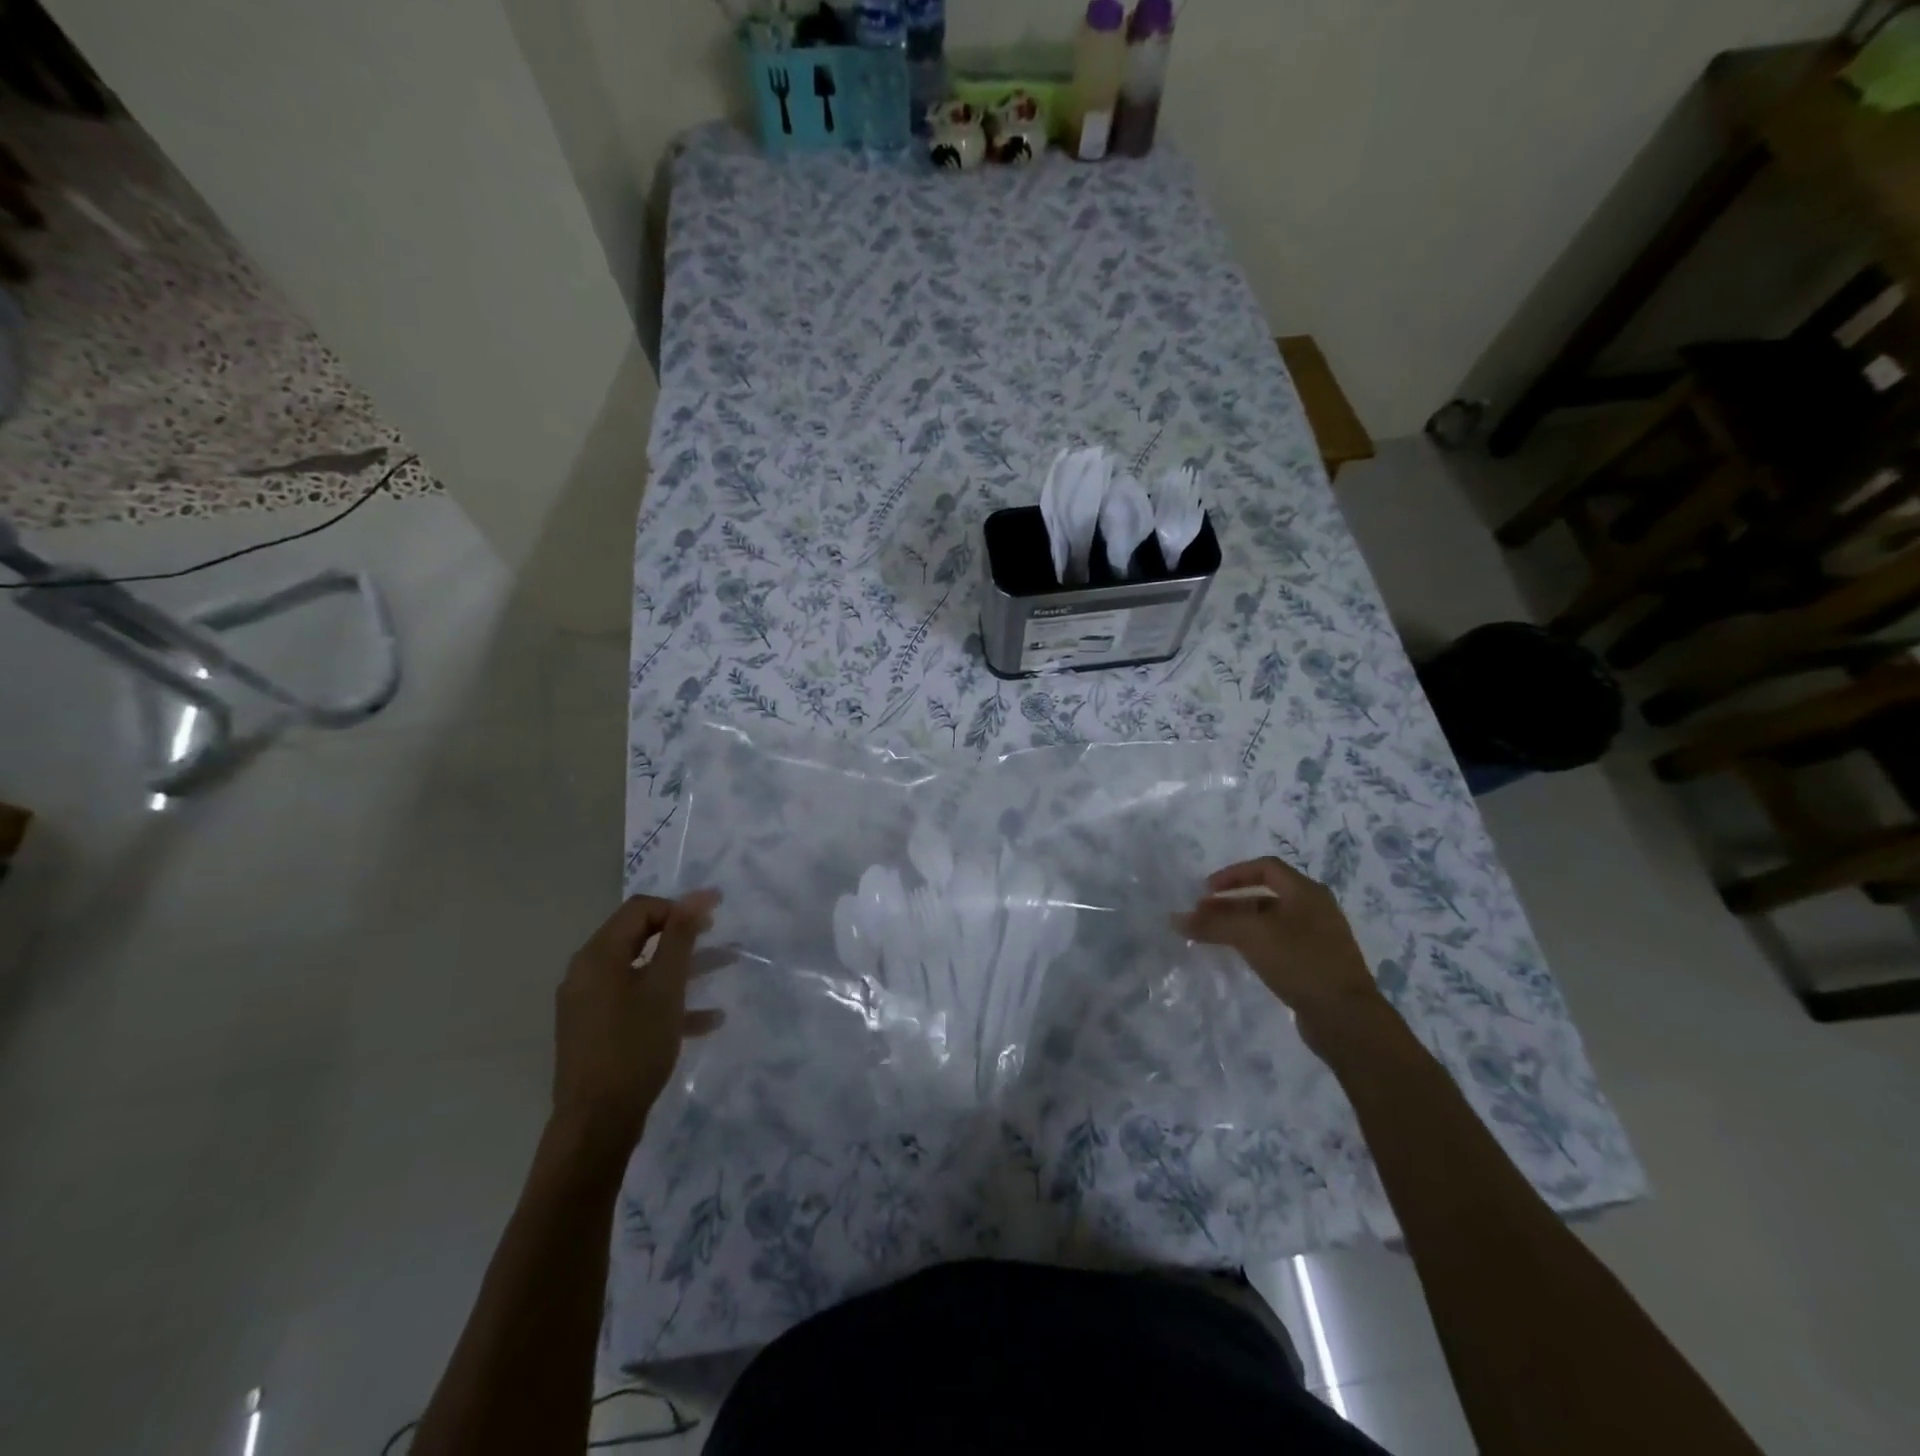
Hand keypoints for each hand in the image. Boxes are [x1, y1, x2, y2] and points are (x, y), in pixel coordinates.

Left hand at [552, 890, 723, 1155]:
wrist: (596, 1123)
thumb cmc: (634, 1046)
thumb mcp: (666, 987)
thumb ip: (680, 937)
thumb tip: (696, 896)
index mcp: (598, 956)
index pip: (640, 909)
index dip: (679, 906)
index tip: (715, 917)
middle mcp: (587, 973)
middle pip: (640, 937)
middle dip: (684, 934)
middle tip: (718, 936)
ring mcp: (590, 1004)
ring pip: (643, 971)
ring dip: (684, 967)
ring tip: (725, 967)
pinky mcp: (597, 1030)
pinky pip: (636, 1001)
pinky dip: (668, 1001)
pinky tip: (708, 1019)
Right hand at [1175, 857, 1385, 1026]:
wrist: (1346, 1018)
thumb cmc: (1300, 962)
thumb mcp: (1252, 935)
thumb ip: (1213, 924)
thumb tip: (1175, 919)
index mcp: (1306, 892)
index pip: (1265, 868)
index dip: (1232, 874)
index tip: (1206, 890)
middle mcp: (1315, 909)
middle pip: (1265, 896)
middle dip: (1230, 903)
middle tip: (1202, 916)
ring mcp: (1318, 939)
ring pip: (1270, 922)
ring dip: (1239, 925)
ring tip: (1212, 937)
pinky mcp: (1316, 965)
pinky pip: (1278, 944)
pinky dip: (1254, 944)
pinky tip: (1239, 957)